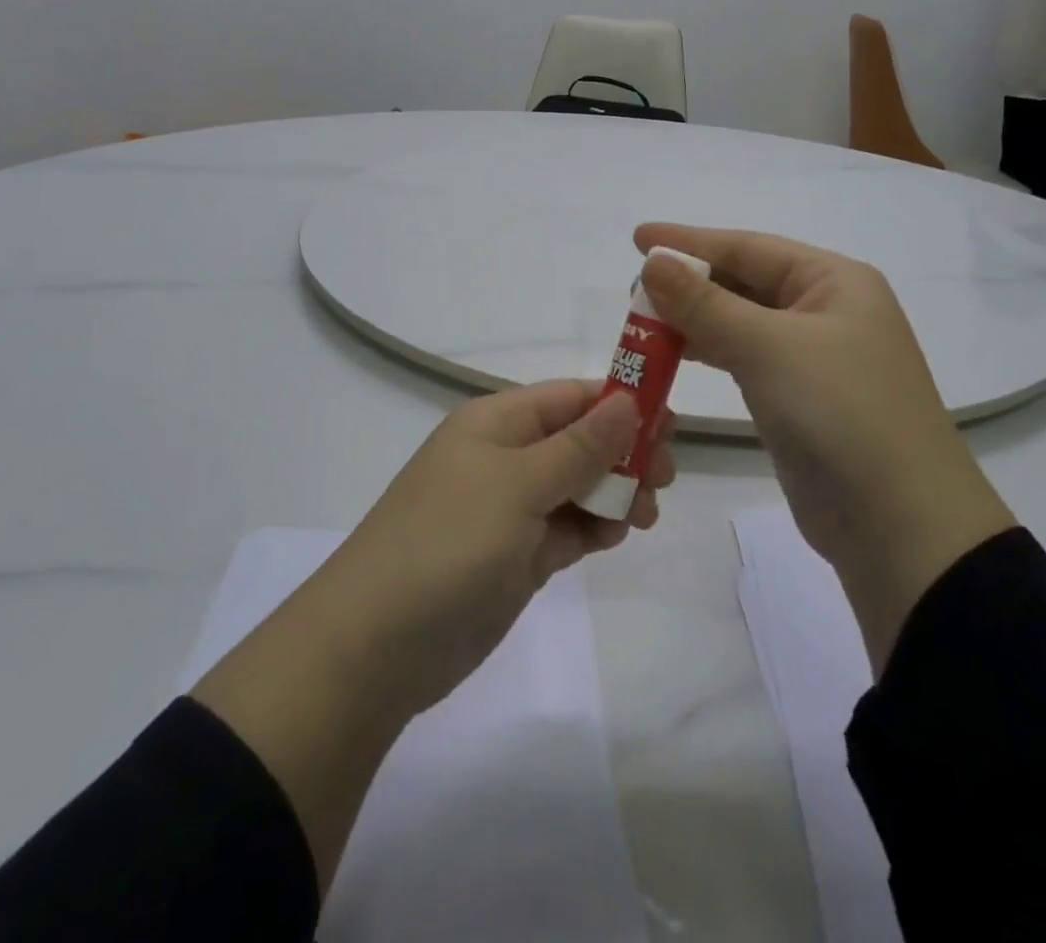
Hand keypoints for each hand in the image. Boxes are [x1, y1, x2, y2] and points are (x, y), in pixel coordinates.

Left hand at [192, 382, 673, 890]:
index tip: (669, 422)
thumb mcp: (519, 484)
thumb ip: (580, 446)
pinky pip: (567, 528)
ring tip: (644, 514)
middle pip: (579, 441)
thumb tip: (629, 400)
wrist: (376, 646)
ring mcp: (508, 510)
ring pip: (578, 486)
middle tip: (665, 476)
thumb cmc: (449, 542)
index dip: (620, 403)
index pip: (569, 397)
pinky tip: (615, 536)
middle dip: (624, 453)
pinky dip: (594, 528)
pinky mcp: (515, 557)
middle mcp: (504, 458)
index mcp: (496, 423)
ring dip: (616, 493)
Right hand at [634, 224, 1014, 668]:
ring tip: (643, 321)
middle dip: (689, 283)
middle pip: (744, 283)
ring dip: (694, 320)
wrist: (900, 525)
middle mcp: (826, 311)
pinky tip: (676, 354)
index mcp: (834, 282)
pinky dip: (710, 353)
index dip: (689, 242)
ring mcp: (814, 358)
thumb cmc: (841, 413)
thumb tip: (653, 263)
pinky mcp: (799, 400)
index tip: (636, 239)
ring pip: (741, 323)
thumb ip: (706, 304)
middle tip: (633, 290)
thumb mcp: (770, 348)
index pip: (749, 247)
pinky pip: (745, 360)